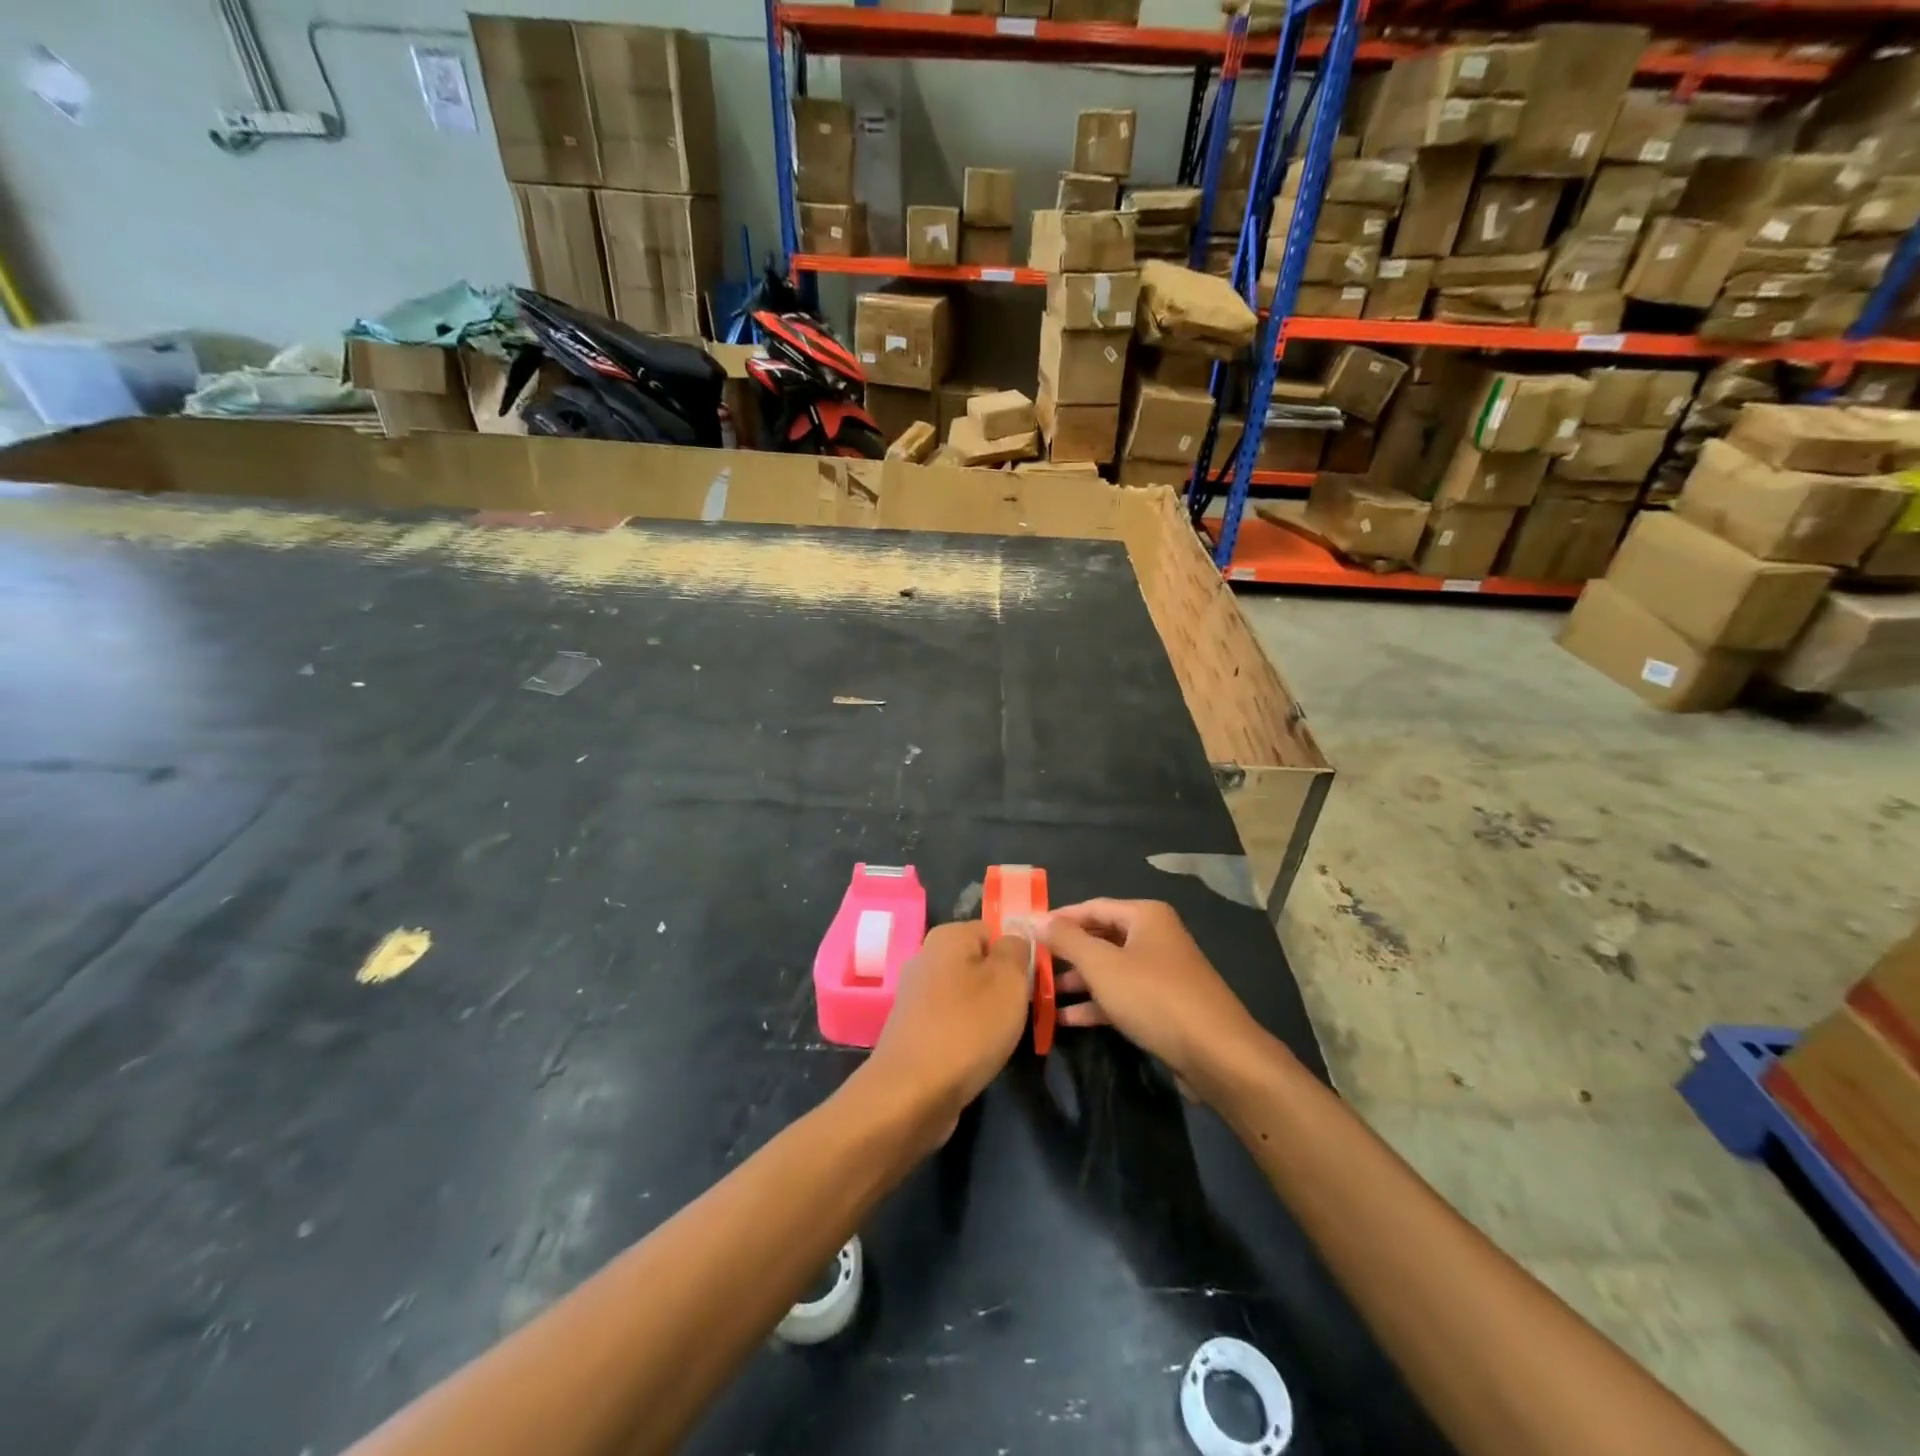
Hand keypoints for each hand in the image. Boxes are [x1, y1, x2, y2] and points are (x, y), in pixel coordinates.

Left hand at [861, 921, 1031, 1143]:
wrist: (912, 1092)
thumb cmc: (968, 1027)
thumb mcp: (1009, 980)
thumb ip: (1016, 950)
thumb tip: (1014, 939)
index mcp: (947, 936)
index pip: (994, 931)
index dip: (1016, 955)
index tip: (1030, 984)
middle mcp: (925, 957)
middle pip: (978, 963)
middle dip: (1001, 986)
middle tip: (1019, 1013)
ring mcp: (915, 995)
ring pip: (965, 994)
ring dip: (985, 1013)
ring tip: (999, 1038)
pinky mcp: (912, 1029)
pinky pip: (950, 1021)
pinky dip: (965, 1035)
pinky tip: (975, 1055)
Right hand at [1041, 899, 1265, 1100]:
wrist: (1217, 1055)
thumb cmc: (1155, 997)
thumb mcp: (1102, 965)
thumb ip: (1066, 940)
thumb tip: (1034, 919)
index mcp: (1145, 916)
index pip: (1090, 907)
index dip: (1057, 919)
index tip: (1025, 932)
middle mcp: (1154, 936)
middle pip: (1099, 937)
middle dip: (1065, 953)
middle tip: (1029, 964)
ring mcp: (1160, 972)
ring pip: (1108, 969)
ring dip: (1076, 981)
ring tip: (1039, 993)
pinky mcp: (1163, 1005)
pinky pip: (1121, 995)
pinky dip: (1095, 1004)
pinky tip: (1064, 1020)